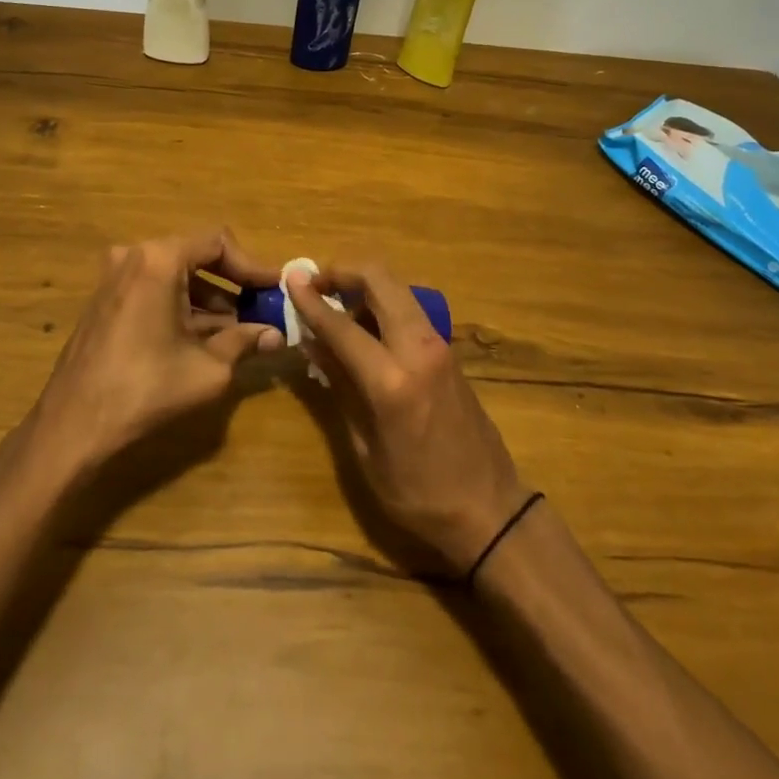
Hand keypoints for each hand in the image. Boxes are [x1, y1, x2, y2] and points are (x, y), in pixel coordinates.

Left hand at [29, 229, 282, 476]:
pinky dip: (182, 307)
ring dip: (210, 299)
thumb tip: (277, 335)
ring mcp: (114, 278)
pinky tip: (205, 338)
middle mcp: (134, 257)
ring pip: (176, 276)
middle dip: (233, 284)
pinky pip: (154, 290)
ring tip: (240, 331)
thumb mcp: (208, 368)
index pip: (218, 243)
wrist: (72, 427)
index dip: (252, 266)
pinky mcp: (105, 301)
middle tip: (262, 309)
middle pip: (196, 256)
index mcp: (159, 260)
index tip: (276, 289)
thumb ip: (245, 341)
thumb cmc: (145, 390)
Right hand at [286, 264, 528, 573]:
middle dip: (342, 270)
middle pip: (379, 279)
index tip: (289, 278)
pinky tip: (362, 329)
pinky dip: (381, 303)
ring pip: (396, 287)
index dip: (311, 299)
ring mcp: (438, 344)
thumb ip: (339, 387)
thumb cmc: (419, 493)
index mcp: (392, 380)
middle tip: (313, 284)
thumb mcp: (365, 449)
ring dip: (363, 285)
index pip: (341, 324)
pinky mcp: (447, 349)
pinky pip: (408, 308)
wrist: (490, 508)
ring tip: (334, 309)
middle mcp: (418, 348)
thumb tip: (312, 343)